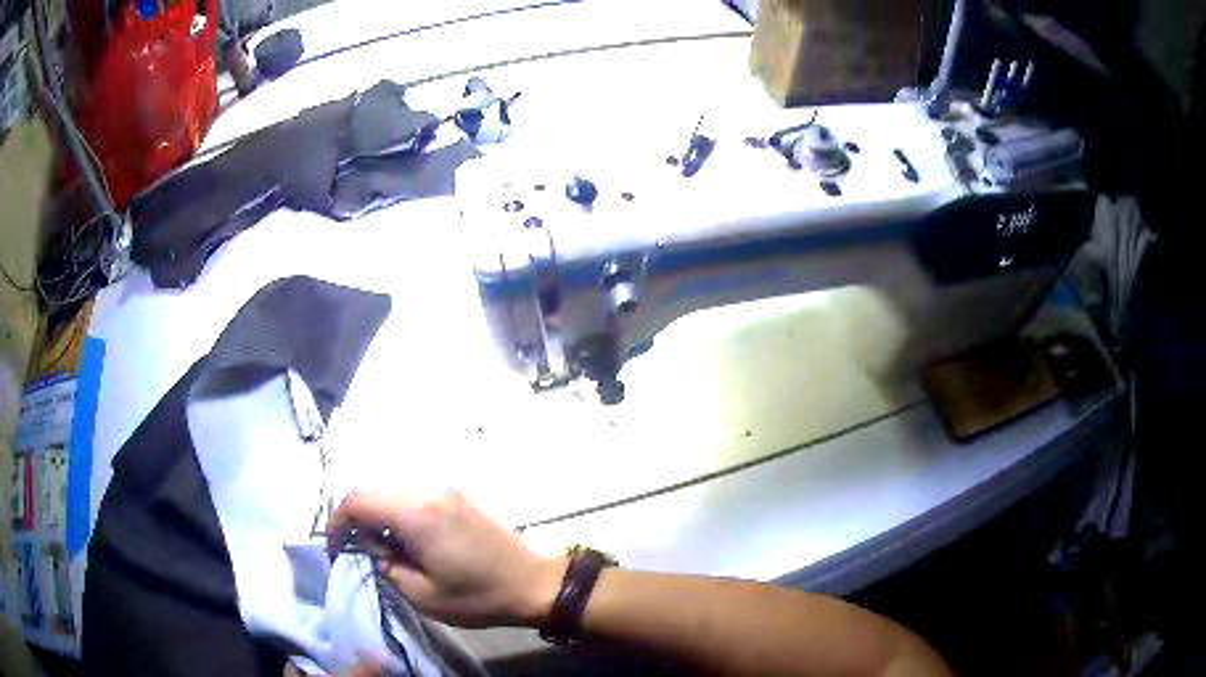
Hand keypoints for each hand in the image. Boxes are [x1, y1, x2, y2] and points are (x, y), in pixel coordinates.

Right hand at [329, 489, 565, 628]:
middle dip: (356, 519)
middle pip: (372, 491)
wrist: (533, 583)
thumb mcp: (423, 595)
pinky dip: (397, 512)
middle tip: (358, 552)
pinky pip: (412, 494)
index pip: (356, 500)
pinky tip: (407, 539)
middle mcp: (427, 489)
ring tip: (383, 549)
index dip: (337, 522)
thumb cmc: (478, 596)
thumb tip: (368, 550)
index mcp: (416, 512)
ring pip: (391, 490)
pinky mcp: (457, 493)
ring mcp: (444, 487)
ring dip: (377, 514)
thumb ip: (385, 567)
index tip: (336, 549)